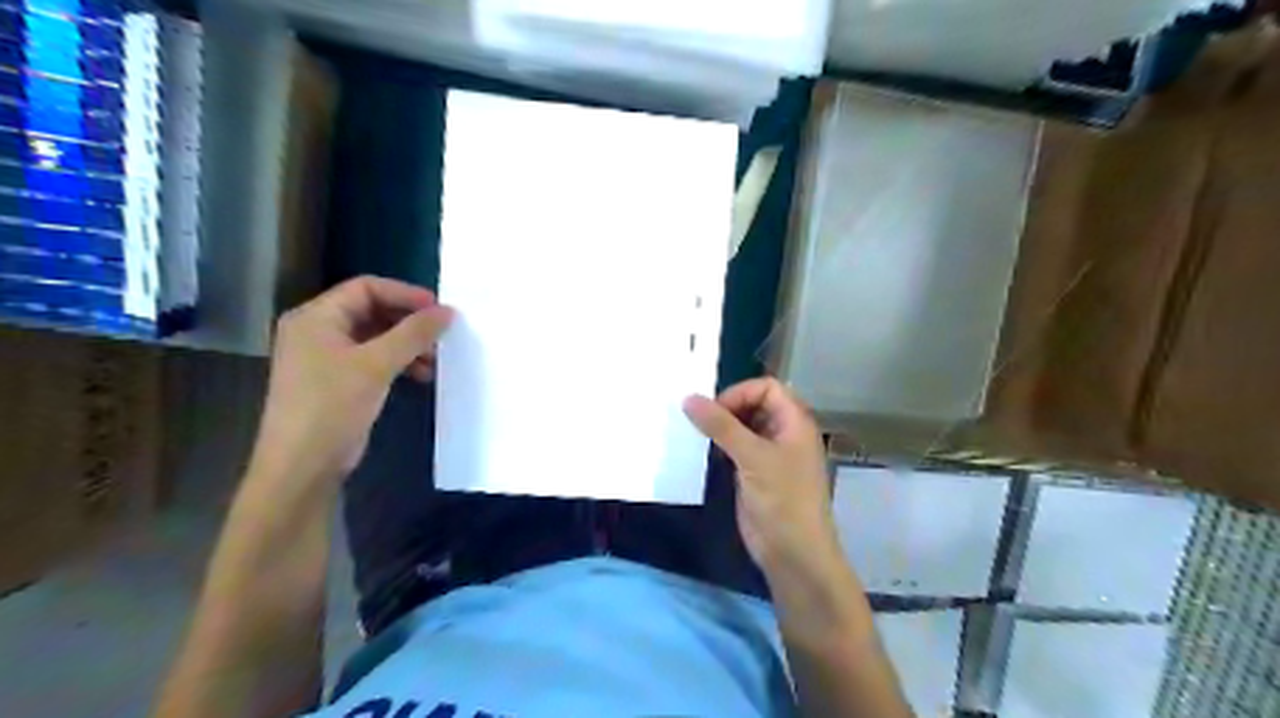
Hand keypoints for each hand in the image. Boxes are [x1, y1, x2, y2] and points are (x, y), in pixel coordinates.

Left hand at [250, 277, 453, 484]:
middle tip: (442, 335)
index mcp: (316, 317)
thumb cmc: (332, 405)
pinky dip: (398, 362)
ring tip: (435, 360)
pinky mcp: (338, 381)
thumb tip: (448, 311)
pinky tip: (421, 376)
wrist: (302, 465)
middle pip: (372, 311)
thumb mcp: (376, 365)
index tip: (440, 309)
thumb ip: (413, 334)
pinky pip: (374, 359)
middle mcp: (319, 331)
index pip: (366, 288)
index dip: (405, 294)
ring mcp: (327, 357)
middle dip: (409, 322)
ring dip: (408, 344)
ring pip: (377, 337)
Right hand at [692, 382, 840, 576]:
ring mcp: (770, 454)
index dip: (740, 393)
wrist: (794, 554)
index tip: (715, 412)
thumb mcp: (752, 457)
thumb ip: (721, 426)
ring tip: (697, 435)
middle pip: (754, 404)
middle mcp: (784, 433)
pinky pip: (737, 448)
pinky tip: (705, 454)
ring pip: (743, 426)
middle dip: (727, 408)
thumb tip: (688, 398)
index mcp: (794, 422)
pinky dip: (721, 446)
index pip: (767, 388)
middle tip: (700, 422)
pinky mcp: (756, 473)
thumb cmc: (783, 500)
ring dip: (721, 428)